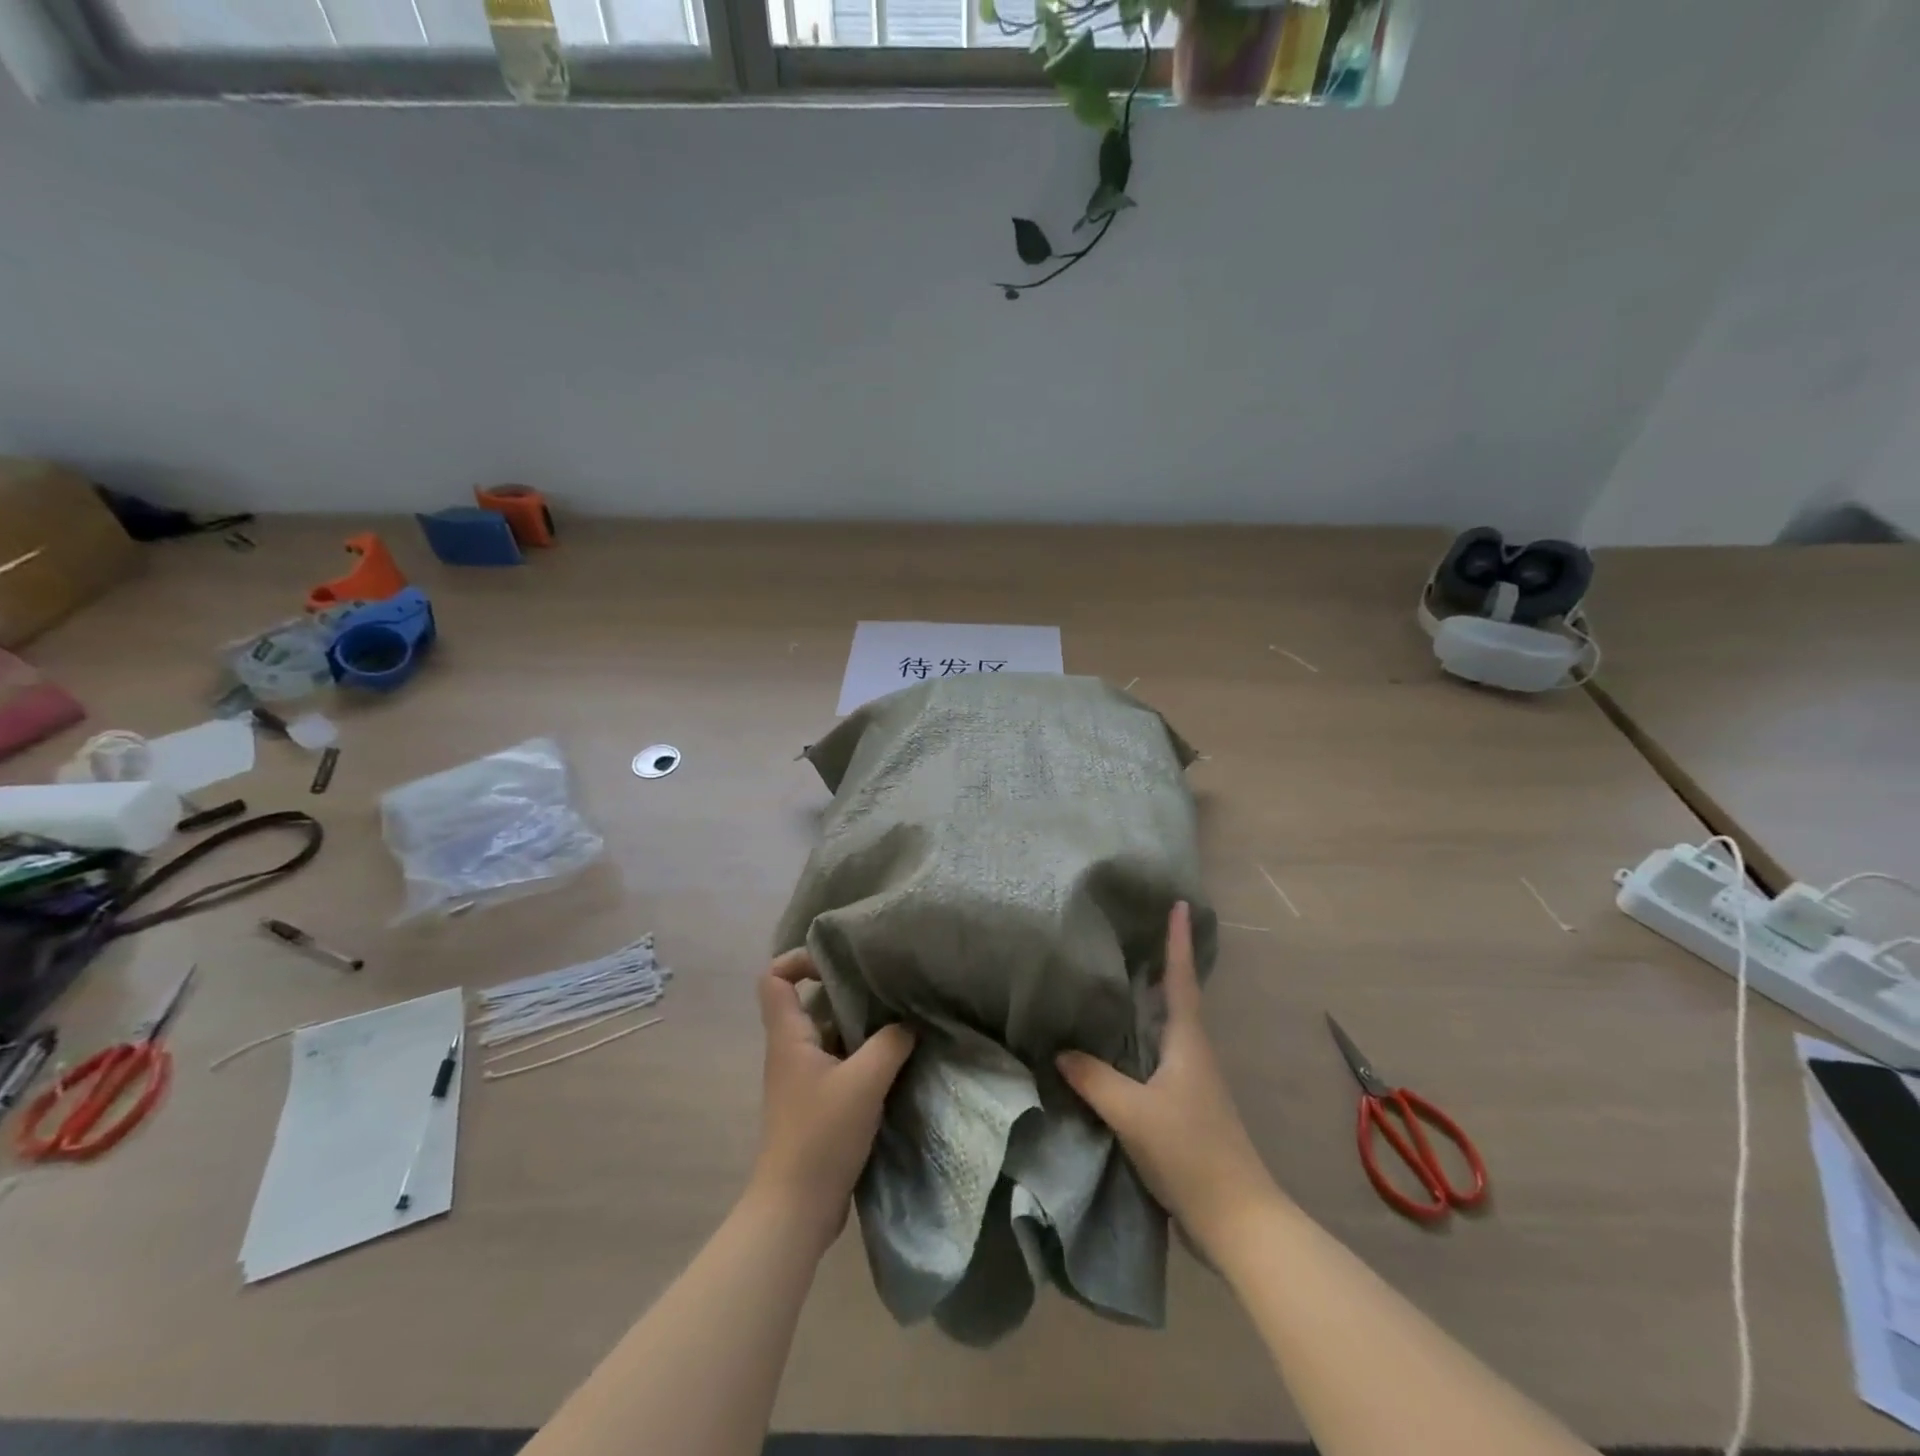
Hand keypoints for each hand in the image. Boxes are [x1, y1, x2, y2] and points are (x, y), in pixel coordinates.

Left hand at [748, 949, 915, 1255]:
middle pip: (809, 1002)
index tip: (838, 961)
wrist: (796, 1210)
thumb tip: (908, 1023)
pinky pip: (841, 1062)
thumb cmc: (821, 1136)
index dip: (799, 960)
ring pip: (830, 1033)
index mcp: (789, 1037)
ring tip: (900, 1016)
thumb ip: (890, 1044)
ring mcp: (805, 1078)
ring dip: (861, 1024)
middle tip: (886, 984)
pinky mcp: (819, 1103)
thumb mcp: (864, 1082)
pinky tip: (898, 1058)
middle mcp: (792, 1051)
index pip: (774, 978)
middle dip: (845, 989)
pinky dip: (864, 1055)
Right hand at [1057, 901, 1278, 1260]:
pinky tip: (1116, 1046)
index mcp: (1188, 1042)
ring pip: (1165, 1028)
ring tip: (1114, 981)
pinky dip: (1138, 1039)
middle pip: (1175, 997)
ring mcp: (1191, 1081)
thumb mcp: (1133, 1113)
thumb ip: (1094, 1078)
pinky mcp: (1184, 1106)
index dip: (1178, 941)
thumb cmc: (1190, 1152)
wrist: (1236, 1219)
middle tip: (1131, 933)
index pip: (1181, 979)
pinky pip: (1156, 1057)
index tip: (1180, 904)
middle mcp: (1193, 1052)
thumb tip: (1061, 1050)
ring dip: (1147, 1002)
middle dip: (1159, 964)